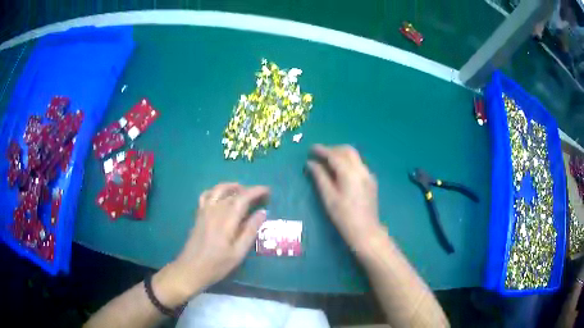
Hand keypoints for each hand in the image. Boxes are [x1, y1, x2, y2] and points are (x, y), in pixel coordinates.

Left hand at [157, 183, 268, 301]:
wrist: (191, 269)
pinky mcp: (198, 214)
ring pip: (218, 189)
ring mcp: (204, 210)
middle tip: (260, 196)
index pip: (243, 197)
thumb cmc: (217, 264)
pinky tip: (221, 197)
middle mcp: (215, 210)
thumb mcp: (238, 252)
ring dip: (232, 187)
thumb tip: (262, 213)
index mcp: (226, 219)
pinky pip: (206, 195)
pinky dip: (216, 191)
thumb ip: (250, 231)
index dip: (256, 191)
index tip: (268, 191)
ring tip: (243, 192)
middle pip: (232, 192)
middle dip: (248, 190)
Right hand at [307, 144, 384, 252]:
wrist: (366, 231)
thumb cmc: (343, 217)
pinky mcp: (371, 181)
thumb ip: (320, 177)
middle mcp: (361, 170)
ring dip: (341, 155)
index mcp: (350, 173)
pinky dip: (348, 162)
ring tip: (328, 162)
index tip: (311, 148)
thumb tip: (311, 163)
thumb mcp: (328, 197)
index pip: (334, 155)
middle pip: (348, 151)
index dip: (322, 150)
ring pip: (355, 157)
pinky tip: (341, 172)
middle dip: (333, 149)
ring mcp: (368, 175)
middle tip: (320, 154)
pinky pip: (359, 165)